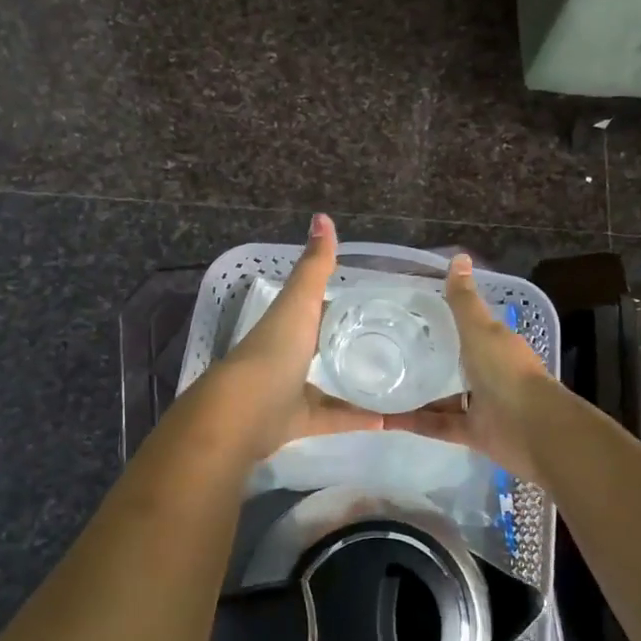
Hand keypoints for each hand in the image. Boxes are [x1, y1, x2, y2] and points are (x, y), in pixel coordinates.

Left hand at [213, 214, 381, 459]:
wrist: (242, 413)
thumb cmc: (273, 351)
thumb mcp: (300, 303)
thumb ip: (314, 267)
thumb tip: (322, 217)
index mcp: (287, 325)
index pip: (317, 309)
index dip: (342, 303)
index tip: (376, 302)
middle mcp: (287, 356)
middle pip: (323, 347)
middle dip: (352, 344)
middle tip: (395, 341)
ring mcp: (291, 391)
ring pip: (330, 385)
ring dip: (358, 384)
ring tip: (398, 380)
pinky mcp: (298, 423)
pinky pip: (333, 419)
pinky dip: (358, 418)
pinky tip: (389, 419)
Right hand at [385, 254, 552, 481]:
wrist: (531, 428)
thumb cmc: (505, 371)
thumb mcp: (480, 329)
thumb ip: (464, 300)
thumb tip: (459, 257)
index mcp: (496, 346)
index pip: (471, 329)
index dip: (447, 321)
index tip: (414, 316)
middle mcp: (490, 374)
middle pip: (456, 365)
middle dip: (428, 360)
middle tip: (389, 352)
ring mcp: (481, 405)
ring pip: (443, 398)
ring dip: (415, 395)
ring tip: (380, 386)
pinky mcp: (471, 433)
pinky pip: (437, 425)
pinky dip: (413, 422)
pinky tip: (384, 418)